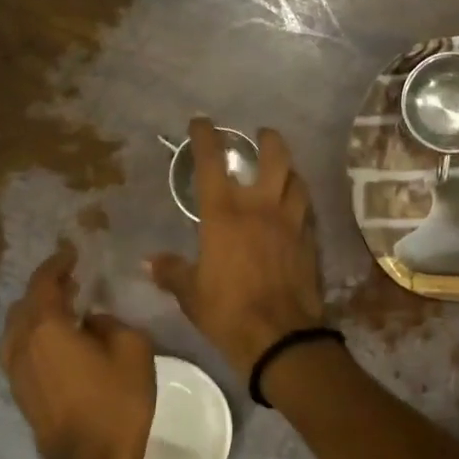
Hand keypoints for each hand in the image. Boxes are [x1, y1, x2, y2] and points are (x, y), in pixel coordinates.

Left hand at [0, 242, 156, 458]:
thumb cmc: (116, 402)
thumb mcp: (133, 350)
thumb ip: (112, 322)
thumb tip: (94, 320)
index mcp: (46, 327)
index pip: (44, 281)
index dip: (58, 263)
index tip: (72, 252)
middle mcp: (21, 343)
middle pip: (26, 303)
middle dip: (48, 287)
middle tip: (74, 279)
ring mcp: (15, 369)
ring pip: (20, 327)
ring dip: (41, 312)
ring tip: (67, 308)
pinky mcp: (20, 390)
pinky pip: (23, 348)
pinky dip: (38, 334)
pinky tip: (61, 340)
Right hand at [147, 119, 326, 381]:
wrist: (279, 336)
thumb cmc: (227, 311)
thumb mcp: (190, 293)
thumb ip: (171, 272)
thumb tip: (149, 262)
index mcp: (224, 214)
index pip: (212, 163)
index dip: (206, 137)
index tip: (202, 122)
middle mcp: (261, 208)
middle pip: (274, 158)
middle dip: (268, 140)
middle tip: (262, 134)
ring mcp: (290, 223)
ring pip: (297, 181)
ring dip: (289, 169)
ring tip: (283, 169)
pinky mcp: (309, 242)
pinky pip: (306, 211)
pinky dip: (300, 201)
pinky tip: (296, 207)